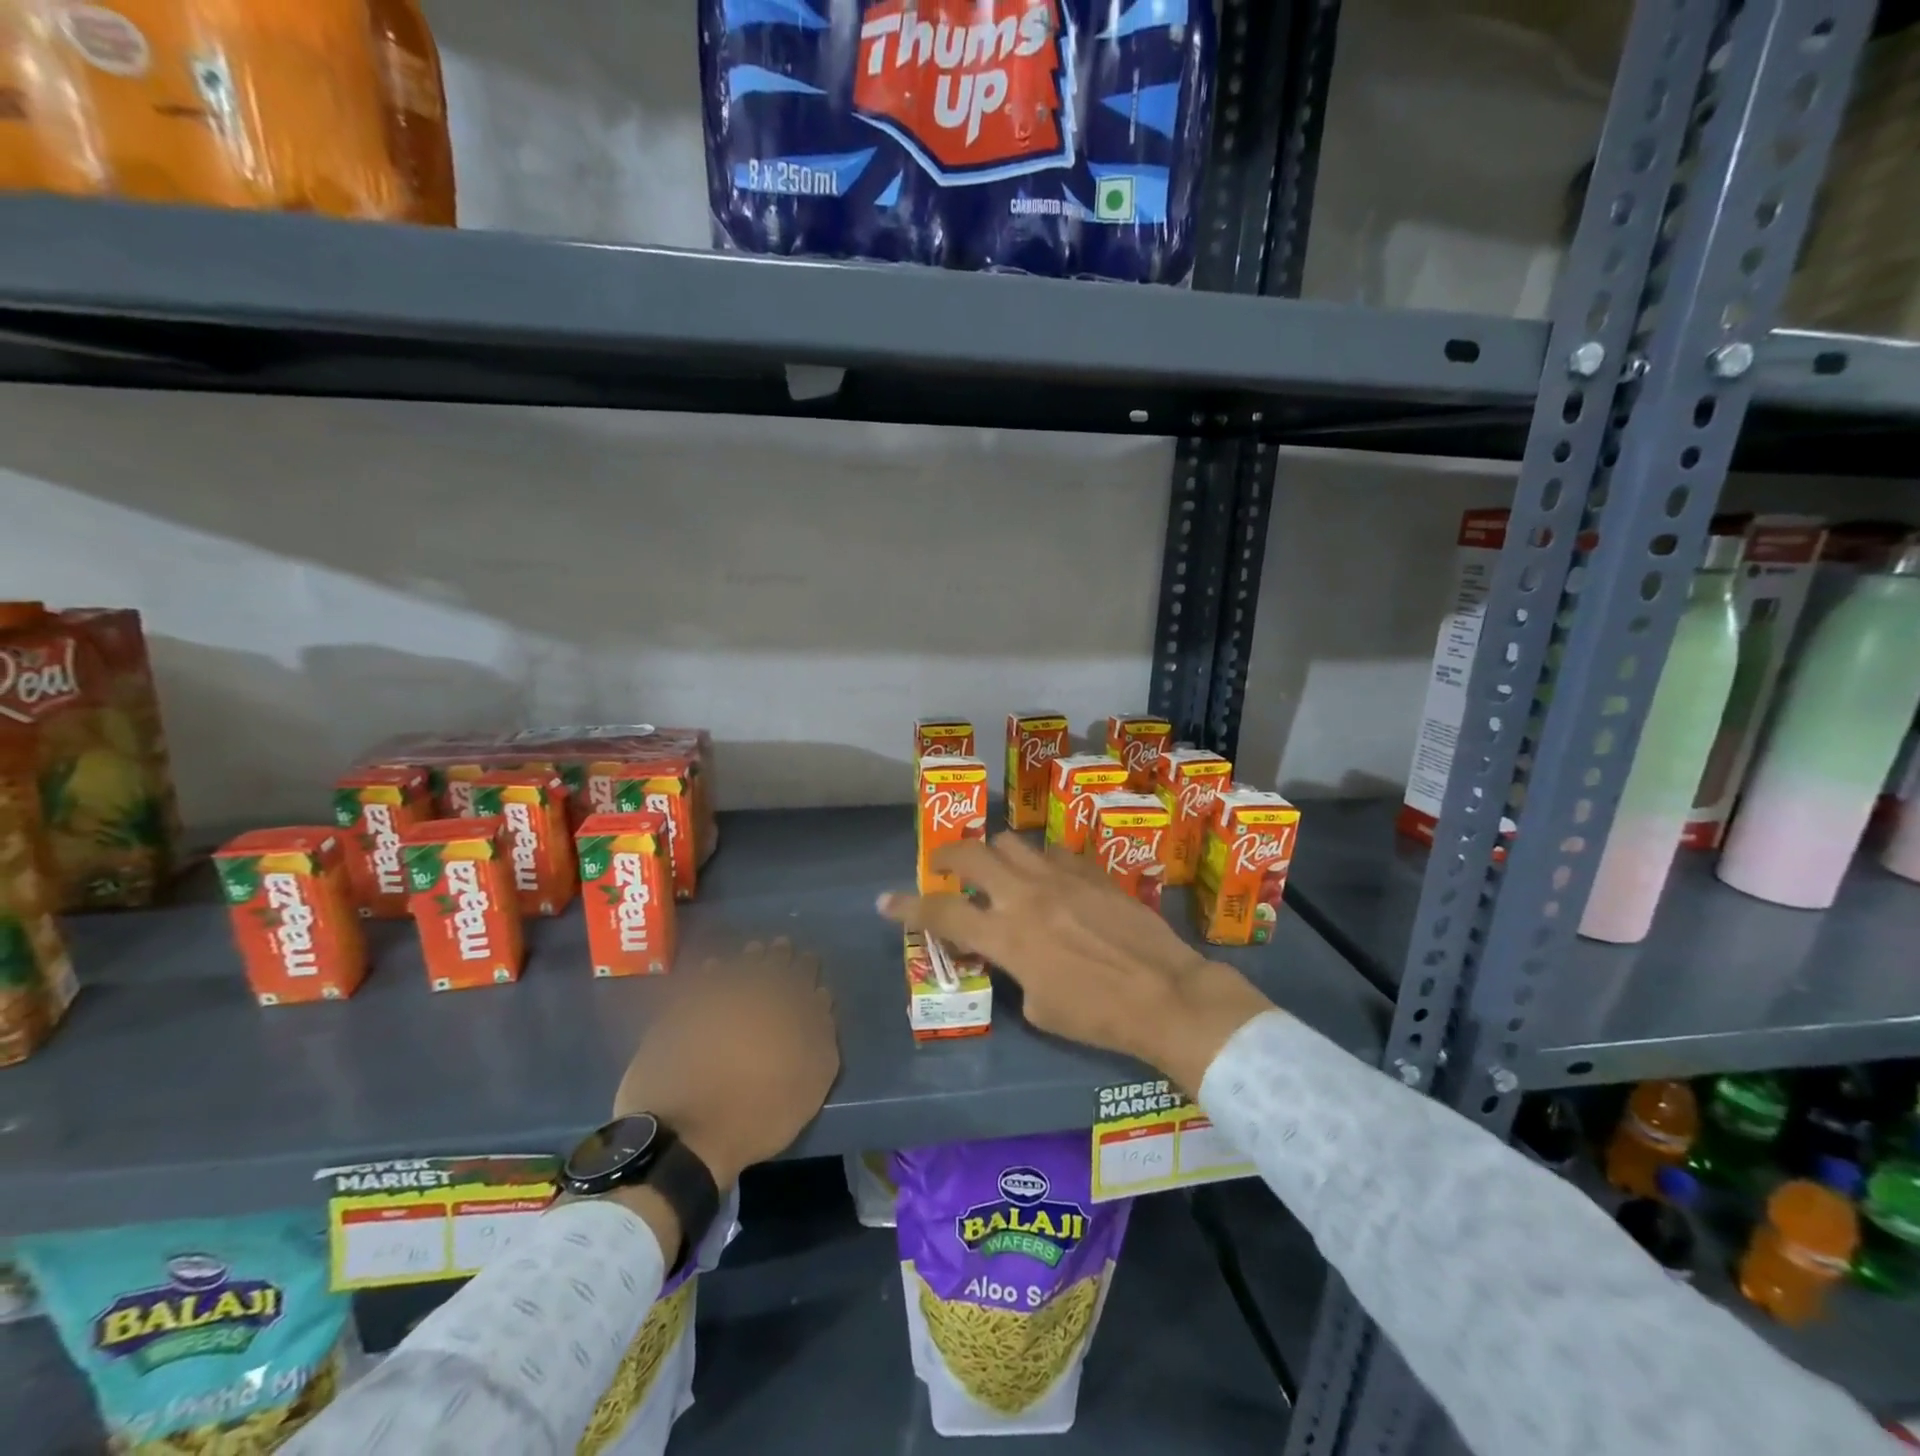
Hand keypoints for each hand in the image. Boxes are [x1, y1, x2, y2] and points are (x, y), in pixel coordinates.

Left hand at [612, 938, 838, 1190]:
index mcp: (786, 1005)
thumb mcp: (811, 1082)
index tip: (808, 959)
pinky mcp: (677, 1011)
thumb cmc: (759, 1113)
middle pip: (767, 963)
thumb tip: (820, 998)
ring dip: (746, 958)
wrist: (685, 1136)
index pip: (801, 973)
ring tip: (753, 953)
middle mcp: (750, 991)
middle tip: (781, 947)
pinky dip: (710, 971)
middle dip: (777, 954)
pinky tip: (713, 969)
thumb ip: (822, 1034)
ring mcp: (709, 998)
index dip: (806, 965)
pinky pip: (698, 979)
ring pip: (735, 965)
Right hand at [877, 836, 1275, 1091]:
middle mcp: (1024, 895)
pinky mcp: (1089, 870)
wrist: (1165, 994)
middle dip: (946, 856)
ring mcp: (1059, 875)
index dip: (907, 906)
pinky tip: (1050, 880)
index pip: (941, 912)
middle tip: (943, 868)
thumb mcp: (1039, 1006)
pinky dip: (1039, 862)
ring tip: (1001, 872)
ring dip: (995, 854)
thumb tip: (1010, 952)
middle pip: (970, 853)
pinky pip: (1052, 851)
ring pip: (1010, 841)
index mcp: (1006, 936)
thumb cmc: (1097, 1015)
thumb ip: (1013, 969)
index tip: (885, 901)